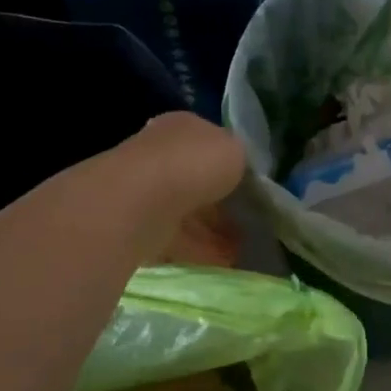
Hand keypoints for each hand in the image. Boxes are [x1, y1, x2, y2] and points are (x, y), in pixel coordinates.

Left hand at [113, 112, 248, 264]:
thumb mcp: (236, 150)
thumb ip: (240, 160)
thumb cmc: (194, 164)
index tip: (253, 191)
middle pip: (197, 182)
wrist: (142, 200)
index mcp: (184, 128)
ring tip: (240, 250)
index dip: (233, 168)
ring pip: (186, 213)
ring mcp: (146, 191)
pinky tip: (221, 262)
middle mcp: (161, 154)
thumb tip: (239, 173)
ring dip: (212, 231)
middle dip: (222, 205)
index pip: (211, 145)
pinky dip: (198, 250)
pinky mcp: (137, 226)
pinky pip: (175, 239)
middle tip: (249, 224)